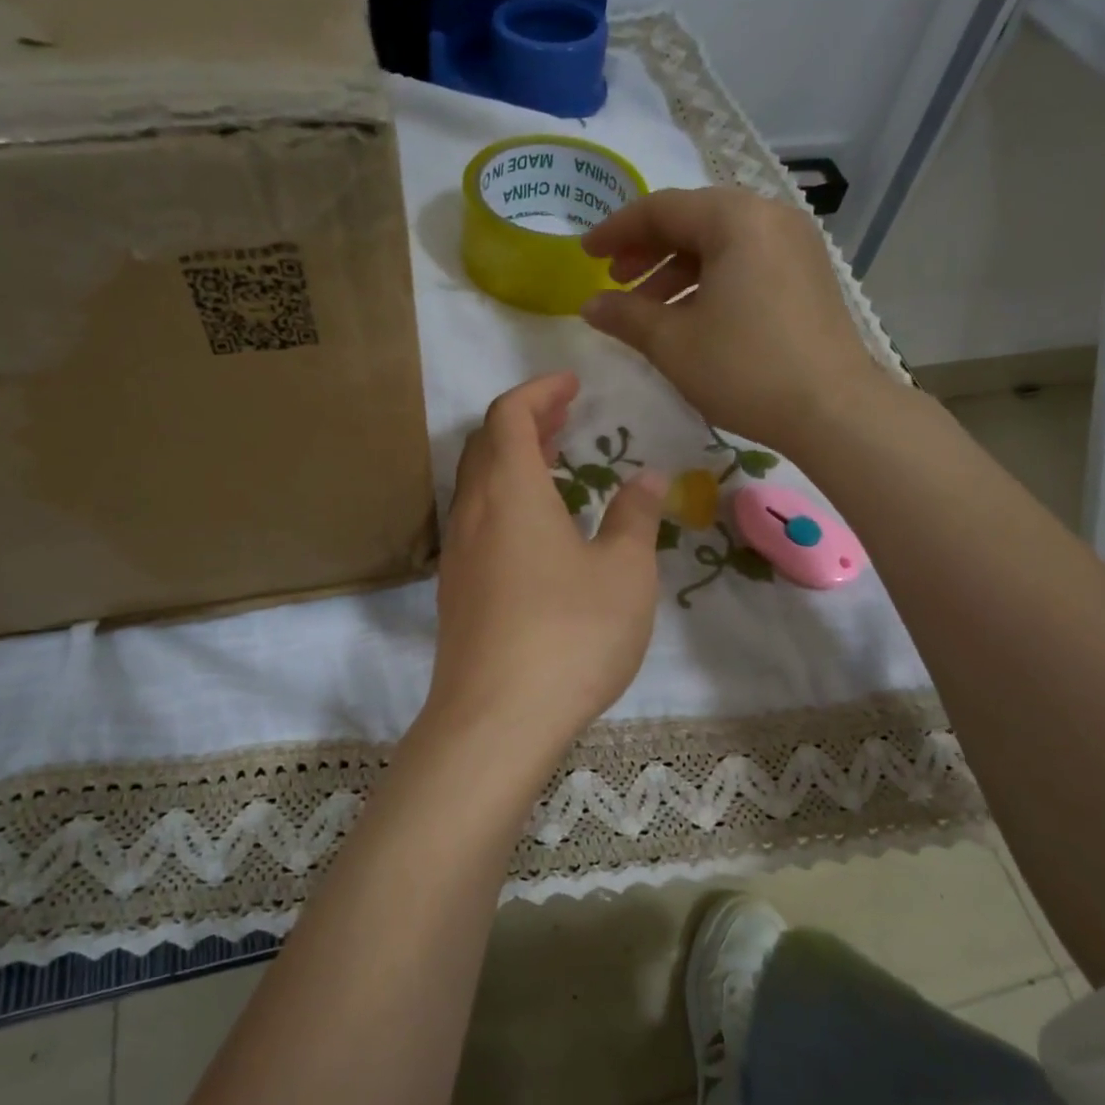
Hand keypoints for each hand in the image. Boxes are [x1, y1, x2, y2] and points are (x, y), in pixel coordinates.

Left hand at [422, 373, 666, 767]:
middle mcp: (474, 513)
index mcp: (510, 491)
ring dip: (512, 462)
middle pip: (486, 445)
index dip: (539, 391)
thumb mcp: (624, 572)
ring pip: (478, 485)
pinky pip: (477, 522)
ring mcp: (459, 554)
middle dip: (525, 421)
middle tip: (566, 417)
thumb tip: (648, 478)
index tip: (573, 384)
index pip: (509, 415)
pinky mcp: (456, 591)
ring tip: (553, 462)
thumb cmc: (570, 635)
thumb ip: (635, 518)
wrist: (497, 719)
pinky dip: (504, 501)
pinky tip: (536, 530)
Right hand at [579, 188, 885, 450]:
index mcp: (736, 219)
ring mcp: (795, 245)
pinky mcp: (807, 275)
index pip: (661, 208)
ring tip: (647, 309)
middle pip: (694, 220)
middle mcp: (770, 217)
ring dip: (676, 270)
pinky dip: (710, 282)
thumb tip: (589, 305)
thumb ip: (625, 316)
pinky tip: (690, 317)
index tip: (584, 254)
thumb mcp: (673, 343)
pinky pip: (746, 262)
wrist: (832, 410)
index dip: (615, 230)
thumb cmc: (744, 369)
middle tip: (614, 281)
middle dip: (647, 250)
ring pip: (721, 243)